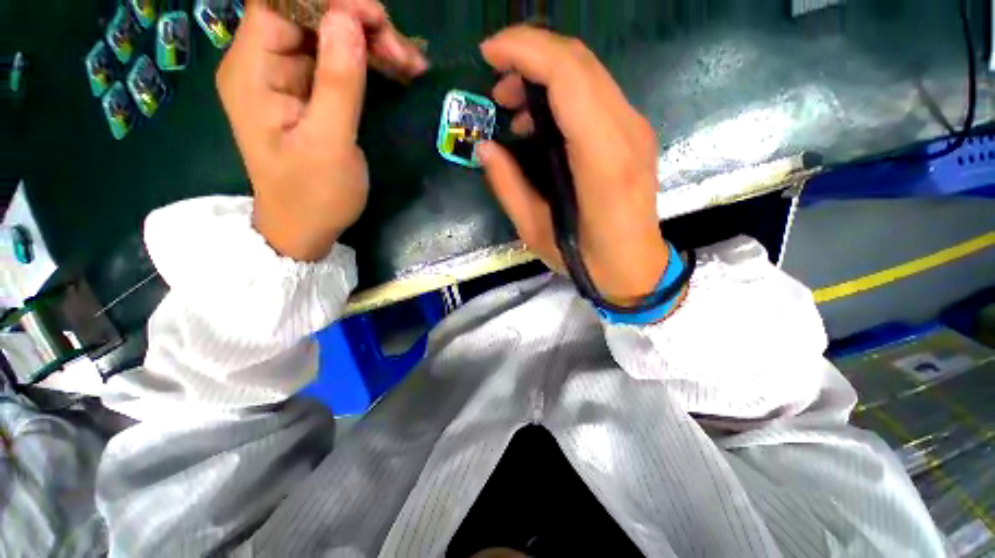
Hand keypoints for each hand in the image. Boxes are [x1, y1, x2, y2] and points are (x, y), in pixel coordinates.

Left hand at [217, 2, 427, 260]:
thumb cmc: (313, 195)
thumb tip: (348, 19)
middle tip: (403, 54)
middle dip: (359, 25)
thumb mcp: (330, 144)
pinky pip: (338, 62)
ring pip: (328, 36)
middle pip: (309, 16)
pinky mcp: (308, 94)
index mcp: (253, 72)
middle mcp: (263, 64)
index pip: (280, 3)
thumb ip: (338, 83)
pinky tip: (398, 73)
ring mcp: (287, 78)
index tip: (375, 20)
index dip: (327, 1)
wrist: (304, 228)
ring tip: (410, 66)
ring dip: (371, 44)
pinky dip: (369, 63)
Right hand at [477, 26, 667, 303]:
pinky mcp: (634, 136)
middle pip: (580, 62)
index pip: (568, 76)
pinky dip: (563, 93)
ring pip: (589, 73)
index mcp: (602, 161)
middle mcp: (627, 132)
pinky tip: (540, 122)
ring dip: (546, 74)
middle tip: (497, 86)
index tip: (488, 54)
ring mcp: (635, 130)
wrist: (637, 269)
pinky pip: (596, 95)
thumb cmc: (588, 261)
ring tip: (513, 104)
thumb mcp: (536, 232)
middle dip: (531, 56)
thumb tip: (485, 148)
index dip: (525, 51)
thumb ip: (508, 187)